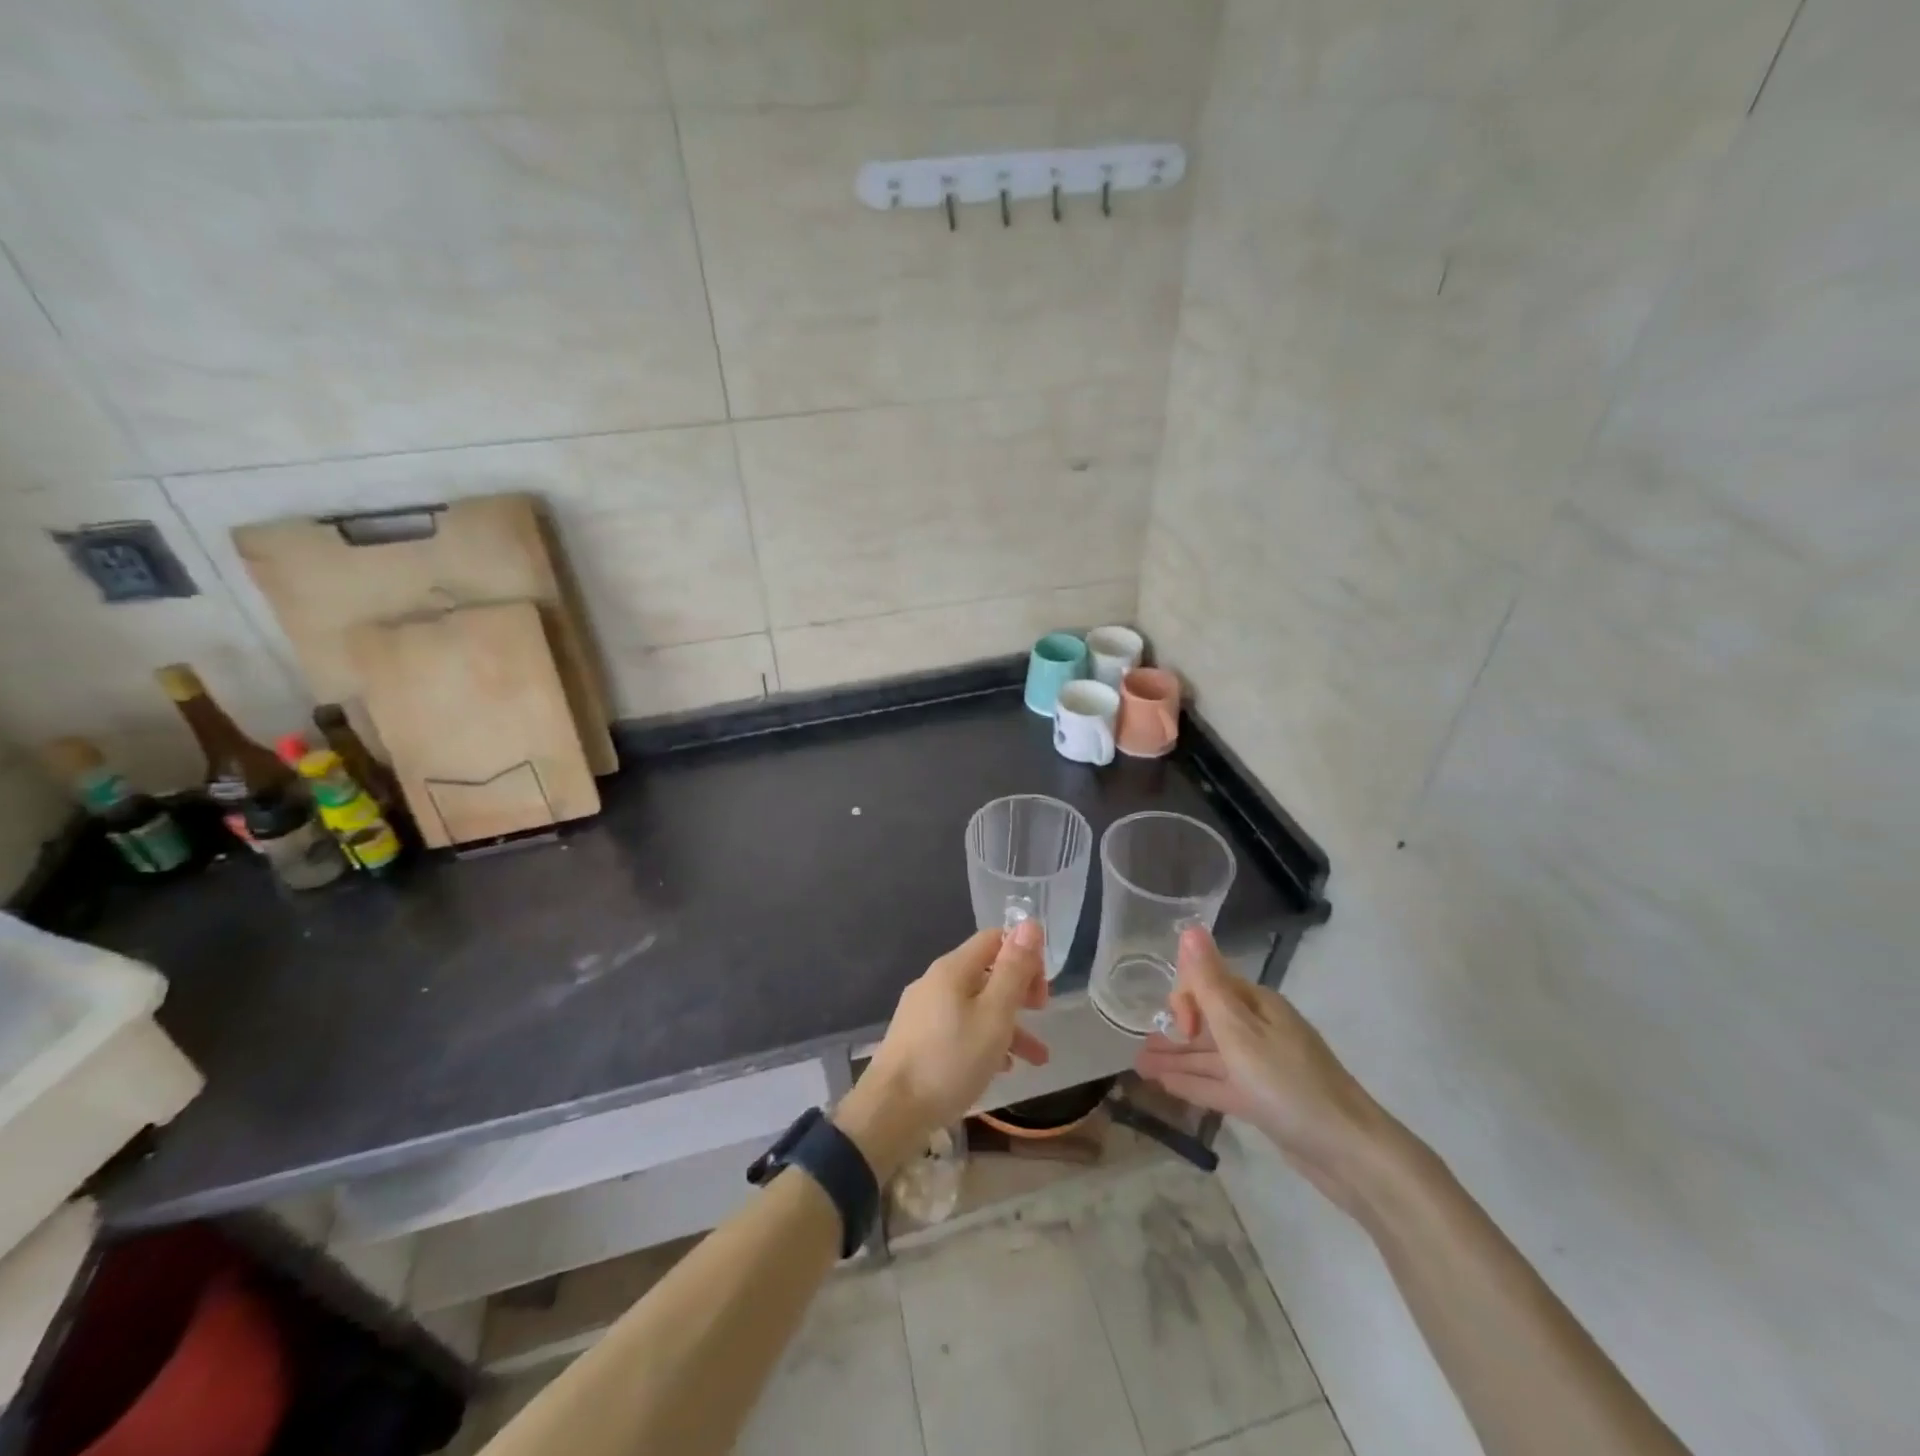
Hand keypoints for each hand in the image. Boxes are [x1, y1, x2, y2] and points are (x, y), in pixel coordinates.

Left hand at [836, 920, 1050, 1176]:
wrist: (891, 1112)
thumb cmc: (950, 1060)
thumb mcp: (994, 1015)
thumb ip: (1014, 970)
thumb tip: (1030, 924)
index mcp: (952, 969)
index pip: (994, 939)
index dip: (1024, 954)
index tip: (1043, 987)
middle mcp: (935, 982)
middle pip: (985, 972)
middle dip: (1019, 991)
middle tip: (1042, 1014)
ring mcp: (923, 1011)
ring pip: (975, 1006)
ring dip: (1008, 1024)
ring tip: (1037, 1059)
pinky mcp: (917, 1040)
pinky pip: (959, 1028)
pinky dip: (984, 1040)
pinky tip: (1000, 1069)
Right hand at [1135, 925, 1394, 1214]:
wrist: (1349, 1153)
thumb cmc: (1288, 1083)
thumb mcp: (1240, 1031)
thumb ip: (1209, 982)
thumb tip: (1189, 928)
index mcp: (1257, 1005)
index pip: (1209, 984)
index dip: (1186, 1000)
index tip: (1178, 1028)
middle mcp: (1260, 1029)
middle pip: (1208, 1021)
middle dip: (1173, 1031)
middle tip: (1140, 1049)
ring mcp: (1262, 1067)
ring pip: (1210, 1055)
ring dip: (1176, 1058)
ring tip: (1140, 1066)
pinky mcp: (1263, 1101)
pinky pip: (1220, 1083)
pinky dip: (1193, 1082)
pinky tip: (1165, 1084)